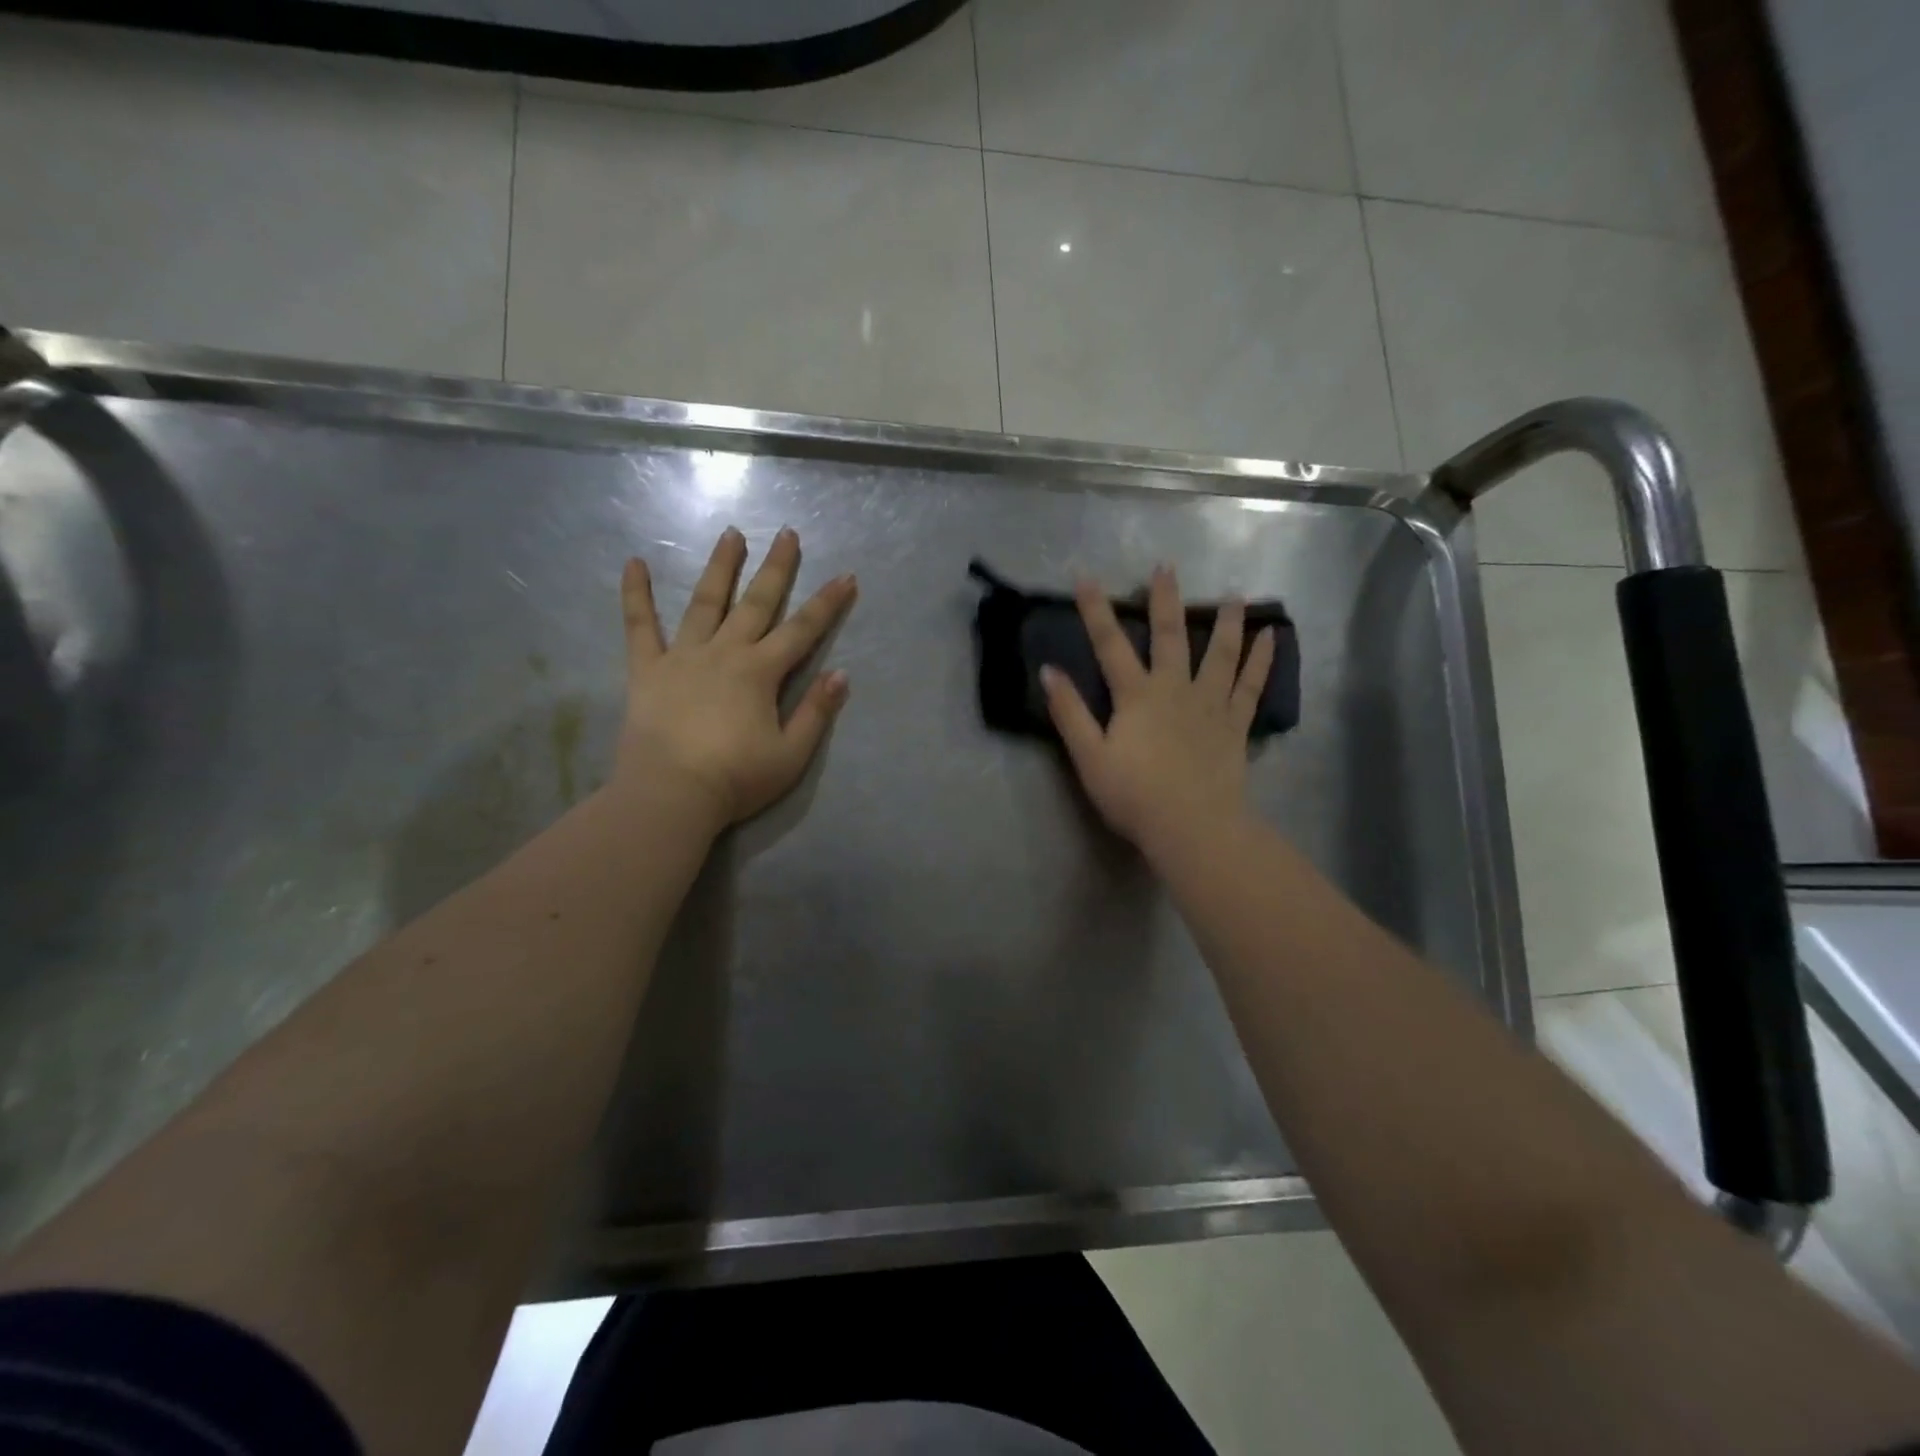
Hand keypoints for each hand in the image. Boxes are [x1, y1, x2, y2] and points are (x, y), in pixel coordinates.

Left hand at [615, 527, 856, 829]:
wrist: (670, 794)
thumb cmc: (735, 779)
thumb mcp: (791, 754)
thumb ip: (816, 713)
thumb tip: (841, 674)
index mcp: (760, 672)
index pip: (803, 630)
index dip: (827, 603)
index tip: (846, 576)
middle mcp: (725, 652)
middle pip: (756, 603)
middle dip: (776, 568)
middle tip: (787, 533)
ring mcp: (683, 656)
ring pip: (705, 602)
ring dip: (720, 567)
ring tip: (730, 533)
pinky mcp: (647, 669)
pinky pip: (639, 626)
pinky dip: (636, 594)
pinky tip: (633, 563)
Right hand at [1042, 564, 1273, 858]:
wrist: (1191, 826)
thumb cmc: (1134, 795)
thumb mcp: (1089, 757)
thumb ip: (1069, 713)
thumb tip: (1049, 671)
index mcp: (1136, 696)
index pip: (1110, 645)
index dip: (1095, 610)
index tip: (1086, 577)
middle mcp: (1175, 688)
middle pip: (1170, 636)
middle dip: (1165, 600)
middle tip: (1167, 567)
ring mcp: (1210, 704)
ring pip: (1220, 653)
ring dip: (1226, 621)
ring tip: (1235, 594)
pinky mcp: (1235, 723)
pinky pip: (1251, 685)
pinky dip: (1262, 659)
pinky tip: (1271, 636)